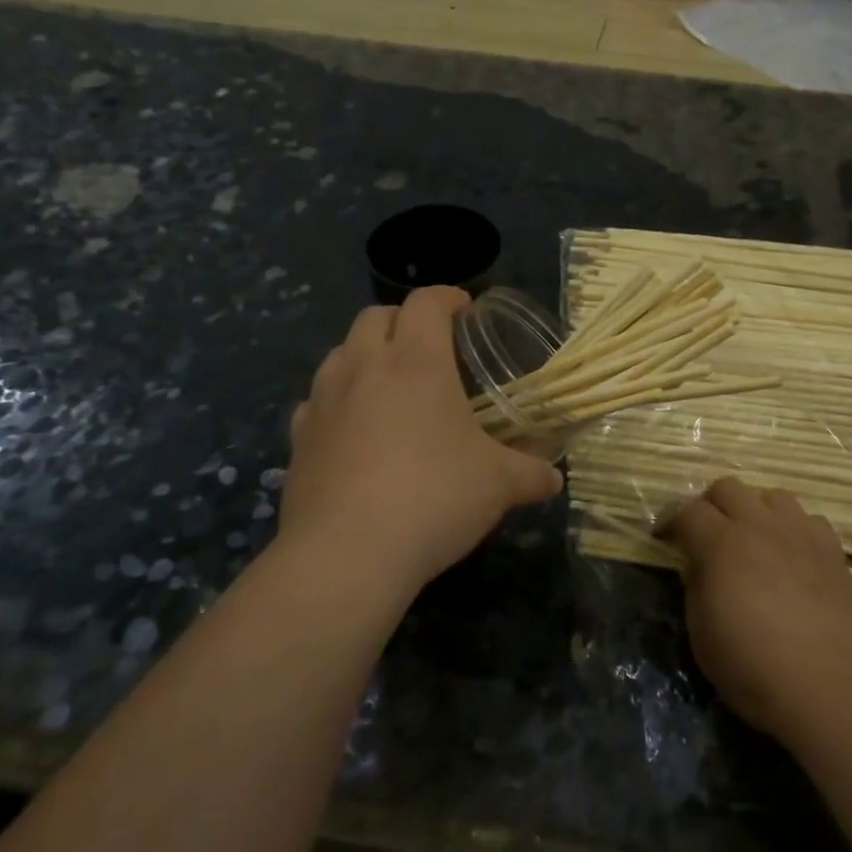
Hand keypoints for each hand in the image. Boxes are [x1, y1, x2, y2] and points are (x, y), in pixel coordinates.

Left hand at [277, 287, 564, 597]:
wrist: (347, 554)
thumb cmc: (434, 499)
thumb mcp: (499, 485)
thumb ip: (530, 474)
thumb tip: (553, 480)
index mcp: (416, 362)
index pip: (427, 303)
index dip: (448, 297)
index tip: (465, 308)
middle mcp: (364, 368)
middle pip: (375, 316)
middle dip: (402, 319)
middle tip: (428, 343)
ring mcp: (323, 402)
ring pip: (339, 353)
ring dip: (365, 354)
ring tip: (388, 382)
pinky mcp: (298, 439)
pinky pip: (315, 401)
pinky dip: (336, 400)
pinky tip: (352, 428)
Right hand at [667, 479, 851, 745]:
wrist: (833, 690)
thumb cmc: (755, 668)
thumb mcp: (702, 636)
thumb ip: (695, 589)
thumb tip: (698, 566)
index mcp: (721, 544)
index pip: (687, 511)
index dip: (670, 521)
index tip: (664, 538)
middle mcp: (760, 526)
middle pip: (728, 488)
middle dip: (710, 506)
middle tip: (705, 536)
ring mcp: (801, 534)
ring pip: (771, 495)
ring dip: (754, 510)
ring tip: (752, 540)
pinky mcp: (833, 551)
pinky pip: (808, 519)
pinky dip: (793, 529)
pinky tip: (791, 556)